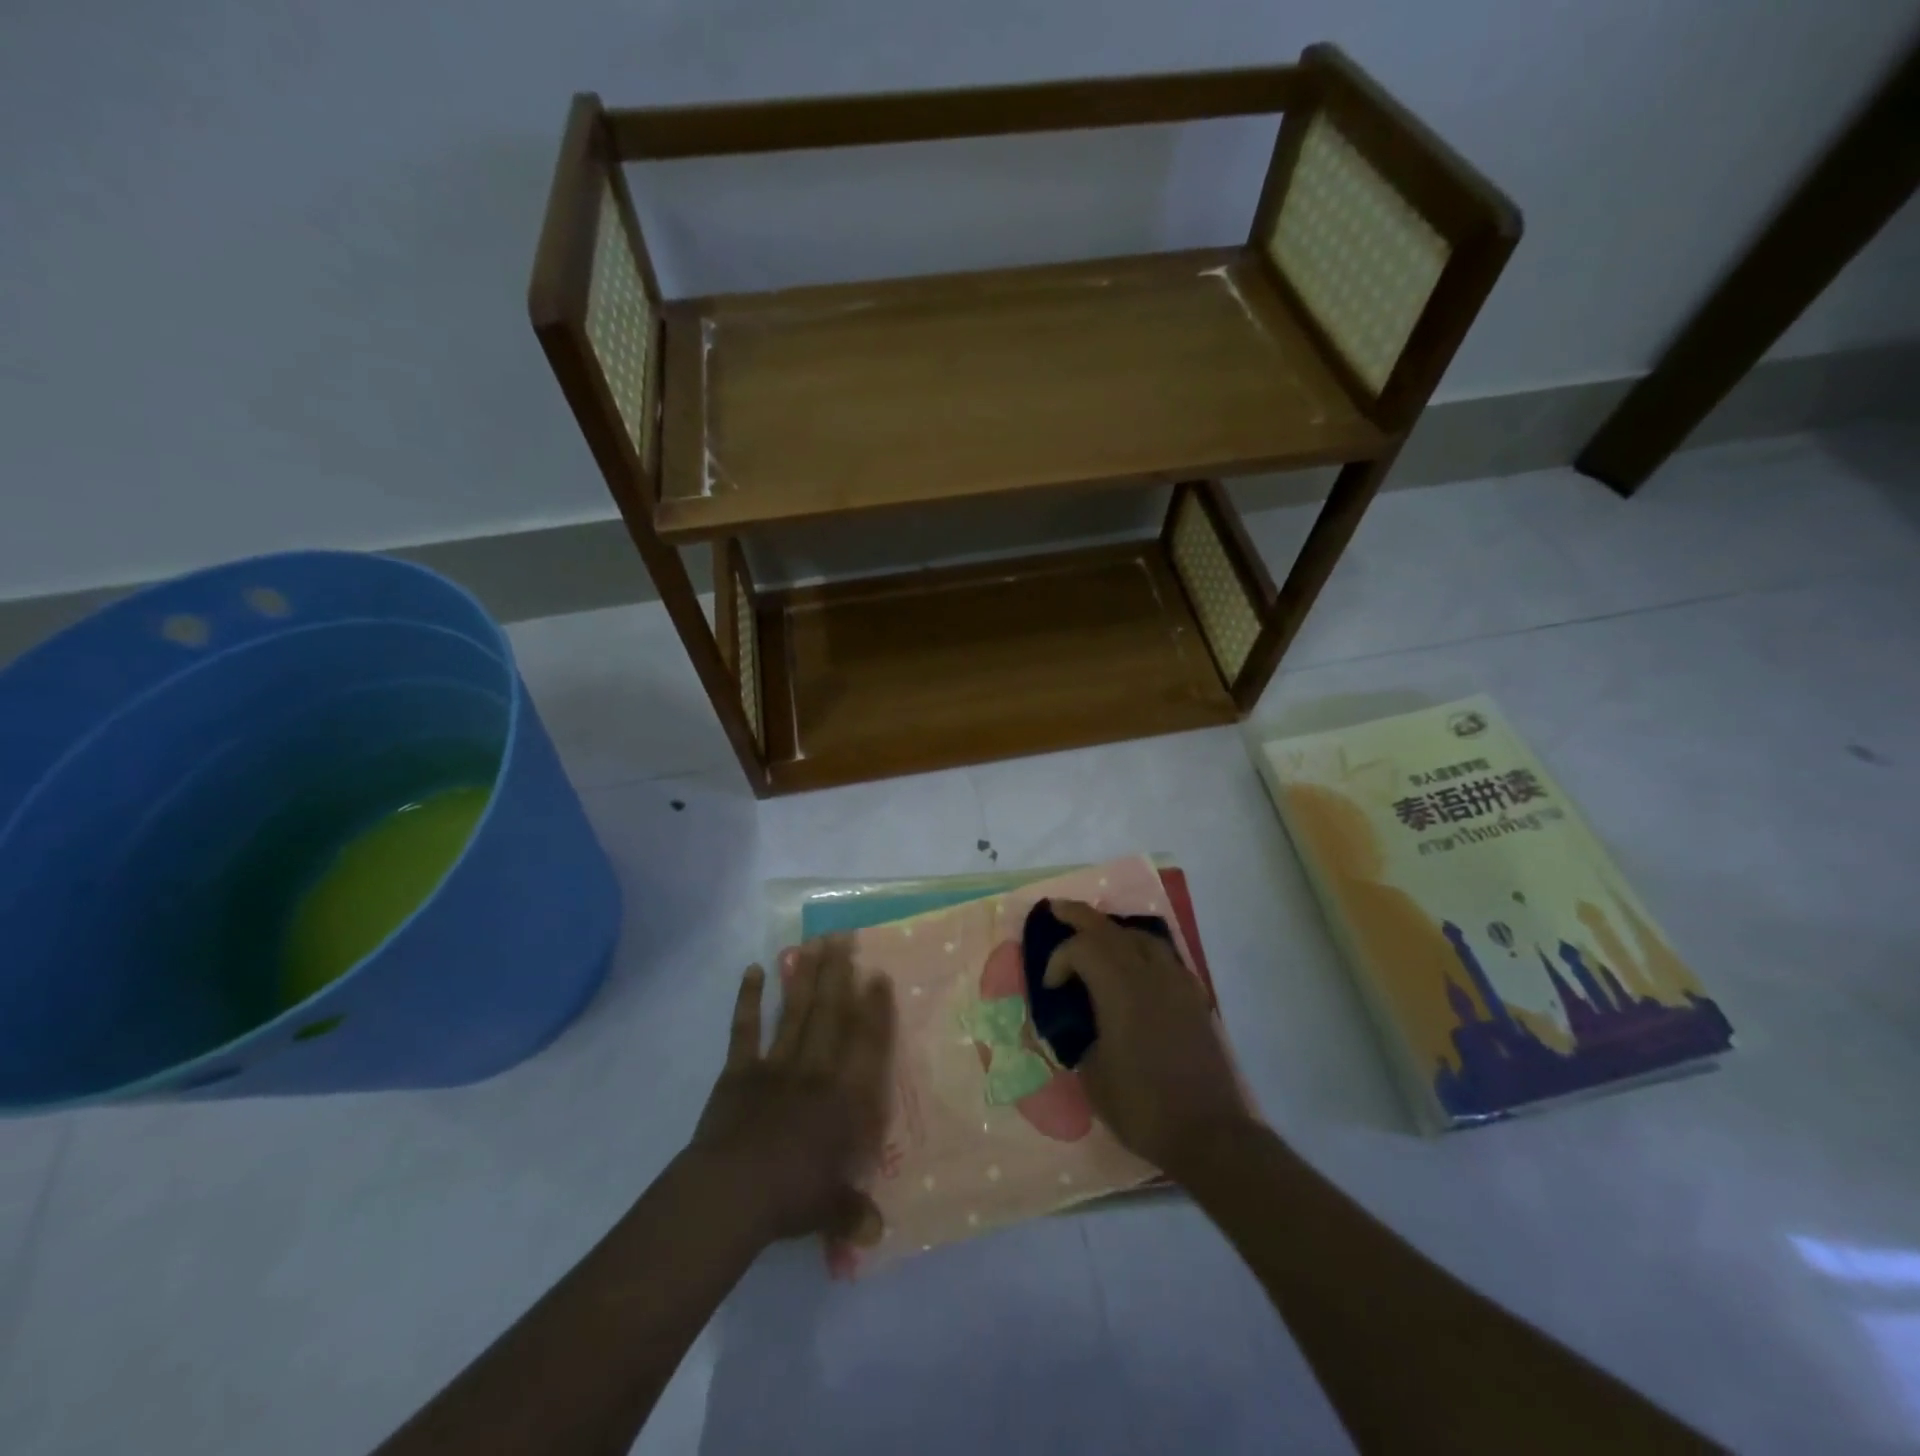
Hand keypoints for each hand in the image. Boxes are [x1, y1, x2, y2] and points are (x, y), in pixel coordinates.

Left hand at [688, 936, 895, 1248]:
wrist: (731, 1194)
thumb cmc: (790, 1198)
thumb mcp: (830, 1211)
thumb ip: (854, 1214)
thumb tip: (877, 1234)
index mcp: (844, 1098)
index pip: (866, 1044)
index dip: (875, 1008)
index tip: (878, 974)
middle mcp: (815, 1071)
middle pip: (830, 1014)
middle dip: (839, 974)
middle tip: (844, 936)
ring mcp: (776, 1065)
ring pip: (795, 1012)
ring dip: (804, 977)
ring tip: (813, 943)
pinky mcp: (740, 1071)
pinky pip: (745, 1030)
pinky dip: (748, 1000)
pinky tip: (753, 971)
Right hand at [1043, 899, 1252, 1174]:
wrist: (1209, 1133)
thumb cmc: (1142, 1107)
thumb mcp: (1092, 1076)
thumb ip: (1079, 1039)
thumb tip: (1075, 1026)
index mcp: (1120, 990)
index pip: (1083, 948)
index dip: (1059, 959)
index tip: (1050, 988)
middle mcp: (1150, 975)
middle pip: (1111, 930)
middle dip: (1081, 916)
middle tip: (1058, 908)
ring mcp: (1177, 984)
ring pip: (1143, 938)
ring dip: (1115, 931)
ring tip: (1097, 936)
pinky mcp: (1194, 999)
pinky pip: (1165, 958)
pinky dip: (1142, 951)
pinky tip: (1136, 967)